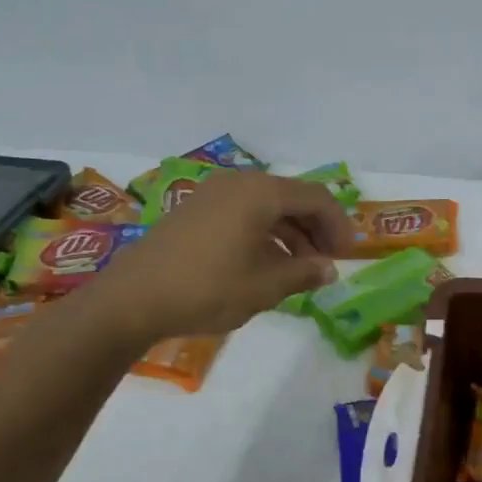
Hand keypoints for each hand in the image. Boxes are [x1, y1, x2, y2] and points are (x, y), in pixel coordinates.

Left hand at [94, 171, 354, 344]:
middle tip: (327, 263)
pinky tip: (267, 264)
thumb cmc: (208, 288)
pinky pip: (243, 214)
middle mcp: (238, 183)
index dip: (338, 225)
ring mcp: (213, 195)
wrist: (133, 299)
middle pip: (291, 198)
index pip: (315, 198)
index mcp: (260, 193)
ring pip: (267, 207)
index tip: (347, 256)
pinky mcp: (195, 211)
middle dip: (315, 230)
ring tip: (300, 270)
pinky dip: (264, 234)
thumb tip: (328, 270)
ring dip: (290, 234)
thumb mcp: (266, 286)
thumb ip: (305, 273)